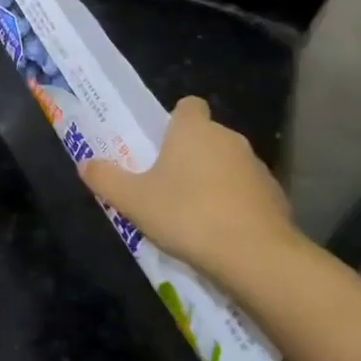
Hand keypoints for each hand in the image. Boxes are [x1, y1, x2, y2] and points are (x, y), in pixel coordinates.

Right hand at [79, 96, 298, 285]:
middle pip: (206, 137)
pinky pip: (247, 192)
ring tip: (193, 215)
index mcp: (194, 130)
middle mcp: (228, 138)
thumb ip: (106, 179)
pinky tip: (221, 233)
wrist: (254, 254)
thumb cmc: (186, 215)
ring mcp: (256, 166)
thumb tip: (85, 163)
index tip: (161, 145)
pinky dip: (235, 204)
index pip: (188, 105)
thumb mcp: (133, 200)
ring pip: (228, 165)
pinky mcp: (275, 195)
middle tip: (166, 186)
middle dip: (189, 156)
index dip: (175, 121)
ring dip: (213, 181)